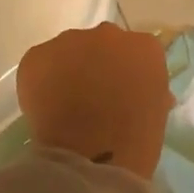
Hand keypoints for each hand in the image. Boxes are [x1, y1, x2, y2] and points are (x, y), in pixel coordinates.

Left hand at [18, 22, 173, 179]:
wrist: (91, 158)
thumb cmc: (134, 140)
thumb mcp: (155, 111)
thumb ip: (149, 88)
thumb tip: (138, 87)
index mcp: (144, 47)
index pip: (135, 51)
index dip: (126, 71)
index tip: (121, 91)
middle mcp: (108, 34)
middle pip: (102, 44)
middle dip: (97, 64)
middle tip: (92, 95)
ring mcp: (70, 41)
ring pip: (69, 50)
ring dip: (68, 69)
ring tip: (66, 102)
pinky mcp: (38, 56)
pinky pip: (40, 63)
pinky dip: (42, 80)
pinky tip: (46, 105)